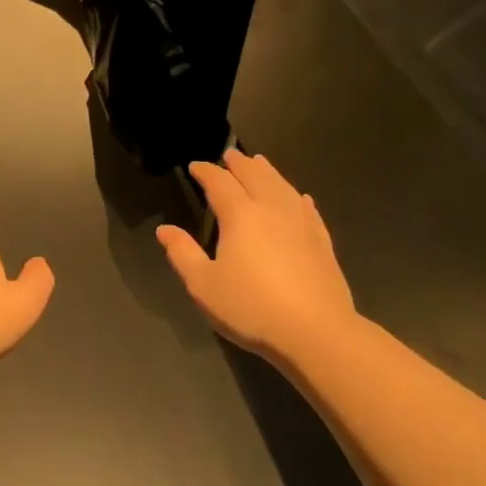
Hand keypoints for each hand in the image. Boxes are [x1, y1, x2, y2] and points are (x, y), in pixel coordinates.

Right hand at [155, 149, 355, 361]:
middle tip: (229, 155)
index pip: (220, 183)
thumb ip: (182, 253)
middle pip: (255, 175)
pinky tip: (298, 198)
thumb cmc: (251, 307)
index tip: (195, 166)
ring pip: (282, 186)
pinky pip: (306, 208)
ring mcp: (301, 222)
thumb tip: (164, 230)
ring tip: (259, 163)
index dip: (206, 172)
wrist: (315, 331)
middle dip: (239, 163)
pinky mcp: (321, 240)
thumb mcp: (204, 285)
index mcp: (240, 215)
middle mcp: (272, 208)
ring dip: (267, 171)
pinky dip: (296, 196)